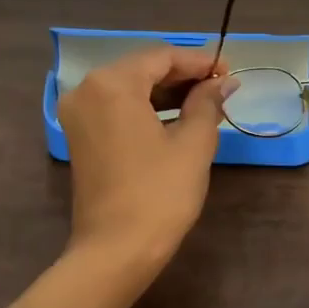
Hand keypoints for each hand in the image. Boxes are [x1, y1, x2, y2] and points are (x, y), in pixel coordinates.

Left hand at [58, 46, 231, 270]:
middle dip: (182, 75)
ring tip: (205, 101)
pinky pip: (117, 107)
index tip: (229, 72)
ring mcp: (79, 114)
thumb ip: (207, 103)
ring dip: (165, 91)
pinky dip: (146, 107)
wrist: (115, 251)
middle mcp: (87, 89)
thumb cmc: (159, 194)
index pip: (162, 56)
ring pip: (129, 87)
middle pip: (142, 68)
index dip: (199, 62)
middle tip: (220, 86)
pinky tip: (177, 117)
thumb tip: (223, 82)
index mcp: (112, 83)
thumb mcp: (193, 144)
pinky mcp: (80, 136)